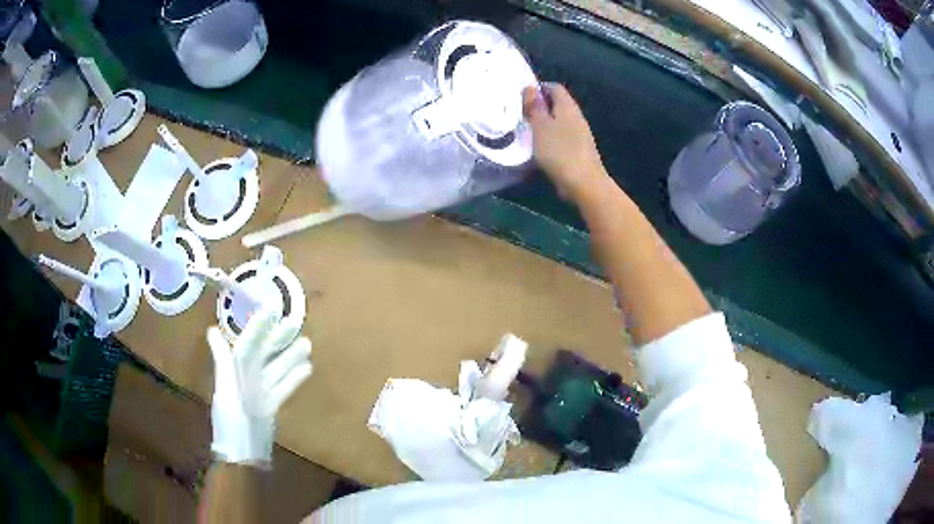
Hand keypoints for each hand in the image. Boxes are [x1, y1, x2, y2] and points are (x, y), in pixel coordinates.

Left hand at [208, 309, 311, 464]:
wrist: (243, 453)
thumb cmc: (232, 420)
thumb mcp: (226, 387)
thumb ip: (222, 360)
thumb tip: (212, 331)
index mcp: (235, 371)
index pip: (248, 343)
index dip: (258, 327)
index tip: (271, 311)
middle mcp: (248, 378)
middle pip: (264, 355)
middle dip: (278, 339)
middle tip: (294, 323)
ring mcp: (260, 392)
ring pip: (277, 369)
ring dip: (291, 357)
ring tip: (307, 343)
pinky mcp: (271, 405)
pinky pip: (284, 388)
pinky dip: (294, 379)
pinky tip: (307, 369)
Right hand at [522, 84, 609, 201]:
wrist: (584, 183)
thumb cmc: (559, 151)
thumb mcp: (540, 126)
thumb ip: (535, 107)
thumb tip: (530, 88)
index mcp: (568, 107)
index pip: (554, 88)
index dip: (539, 88)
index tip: (521, 96)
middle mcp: (576, 117)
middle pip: (557, 104)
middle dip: (539, 106)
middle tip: (520, 113)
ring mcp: (579, 135)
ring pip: (559, 122)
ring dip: (544, 123)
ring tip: (525, 130)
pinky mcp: (578, 151)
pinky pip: (561, 137)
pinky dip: (550, 138)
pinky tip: (538, 148)